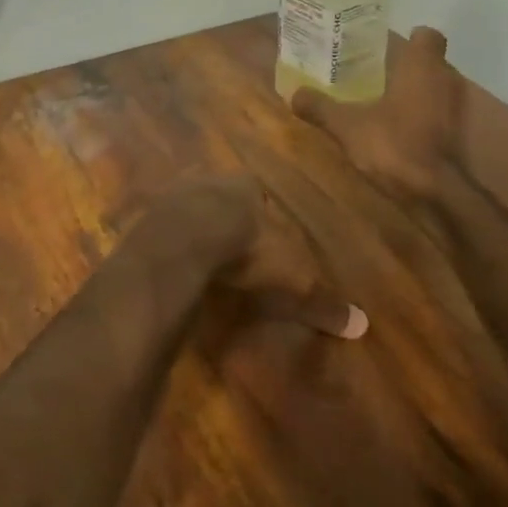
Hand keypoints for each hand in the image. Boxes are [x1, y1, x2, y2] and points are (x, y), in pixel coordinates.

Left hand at [159, 176, 366, 339]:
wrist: (184, 243)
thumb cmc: (247, 249)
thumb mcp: (291, 277)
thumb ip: (320, 299)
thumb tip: (361, 325)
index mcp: (245, 187)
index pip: (257, 191)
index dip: (260, 212)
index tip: (263, 232)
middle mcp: (208, 182)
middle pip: (218, 195)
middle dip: (223, 214)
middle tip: (229, 241)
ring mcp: (172, 196)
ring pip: (186, 206)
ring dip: (192, 224)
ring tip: (199, 252)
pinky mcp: (146, 216)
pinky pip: (160, 227)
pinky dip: (167, 241)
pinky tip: (171, 260)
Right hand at [291, 26, 460, 204]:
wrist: (434, 191)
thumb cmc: (393, 144)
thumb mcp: (347, 125)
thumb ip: (322, 108)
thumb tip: (294, 94)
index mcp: (422, 66)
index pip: (428, 36)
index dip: (410, 39)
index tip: (385, 49)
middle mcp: (444, 80)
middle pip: (429, 63)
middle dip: (404, 67)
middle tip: (371, 75)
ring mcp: (453, 109)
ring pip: (432, 90)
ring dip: (411, 93)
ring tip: (376, 102)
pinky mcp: (453, 135)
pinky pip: (434, 114)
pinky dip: (417, 117)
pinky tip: (392, 128)